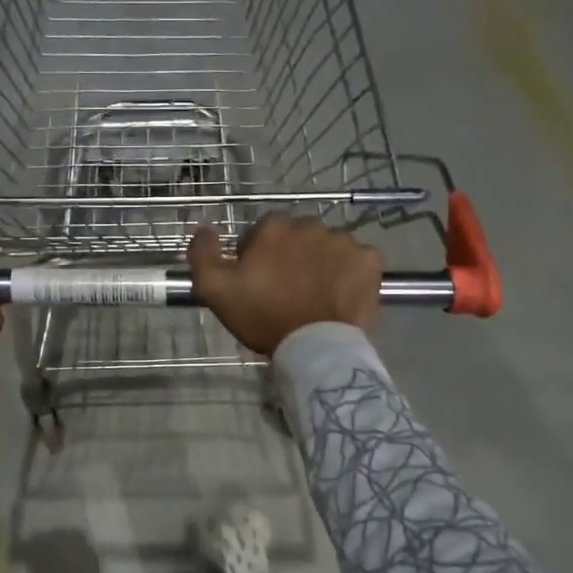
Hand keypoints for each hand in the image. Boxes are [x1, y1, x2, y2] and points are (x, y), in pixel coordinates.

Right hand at [188, 214, 381, 356]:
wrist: (315, 348)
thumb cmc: (263, 317)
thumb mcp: (215, 290)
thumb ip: (202, 253)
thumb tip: (203, 228)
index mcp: (274, 227)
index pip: (261, 233)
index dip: (257, 256)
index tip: (258, 282)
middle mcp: (311, 224)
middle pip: (297, 236)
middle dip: (291, 256)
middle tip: (287, 289)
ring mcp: (344, 241)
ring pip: (327, 246)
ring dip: (320, 262)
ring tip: (315, 294)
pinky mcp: (369, 260)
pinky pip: (356, 260)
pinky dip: (349, 272)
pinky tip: (340, 294)